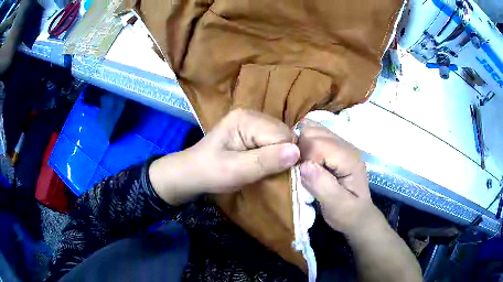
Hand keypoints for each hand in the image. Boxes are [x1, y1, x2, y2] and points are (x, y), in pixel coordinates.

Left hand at [149, 109, 299, 204]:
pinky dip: (273, 154)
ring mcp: (253, 121)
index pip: (282, 135)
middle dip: (282, 155)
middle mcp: (252, 114)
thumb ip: (265, 161)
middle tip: (268, 172)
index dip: (284, 156)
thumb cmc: (210, 172)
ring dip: (278, 155)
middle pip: (284, 134)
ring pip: (282, 138)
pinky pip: (274, 140)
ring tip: (264, 168)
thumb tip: (297, 152)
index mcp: (245, 119)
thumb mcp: (235, 171)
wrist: (192, 172)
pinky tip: (263, 162)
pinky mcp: (253, 130)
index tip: (277, 174)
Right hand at [297, 121, 381, 236]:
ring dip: (301, 145)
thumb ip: (322, 185)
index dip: (303, 157)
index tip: (300, 176)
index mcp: (348, 158)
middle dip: (299, 148)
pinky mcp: (333, 148)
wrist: (359, 216)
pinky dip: (304, 144)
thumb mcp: (337, 206)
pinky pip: (313, 136)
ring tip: (300, 165)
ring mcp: (339, 144)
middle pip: (312, 131)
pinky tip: (305, 161)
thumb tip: (303, 166)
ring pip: (311, 129)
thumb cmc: (348, 214)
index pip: (317, 143)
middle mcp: (345, 146)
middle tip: (298, 171)